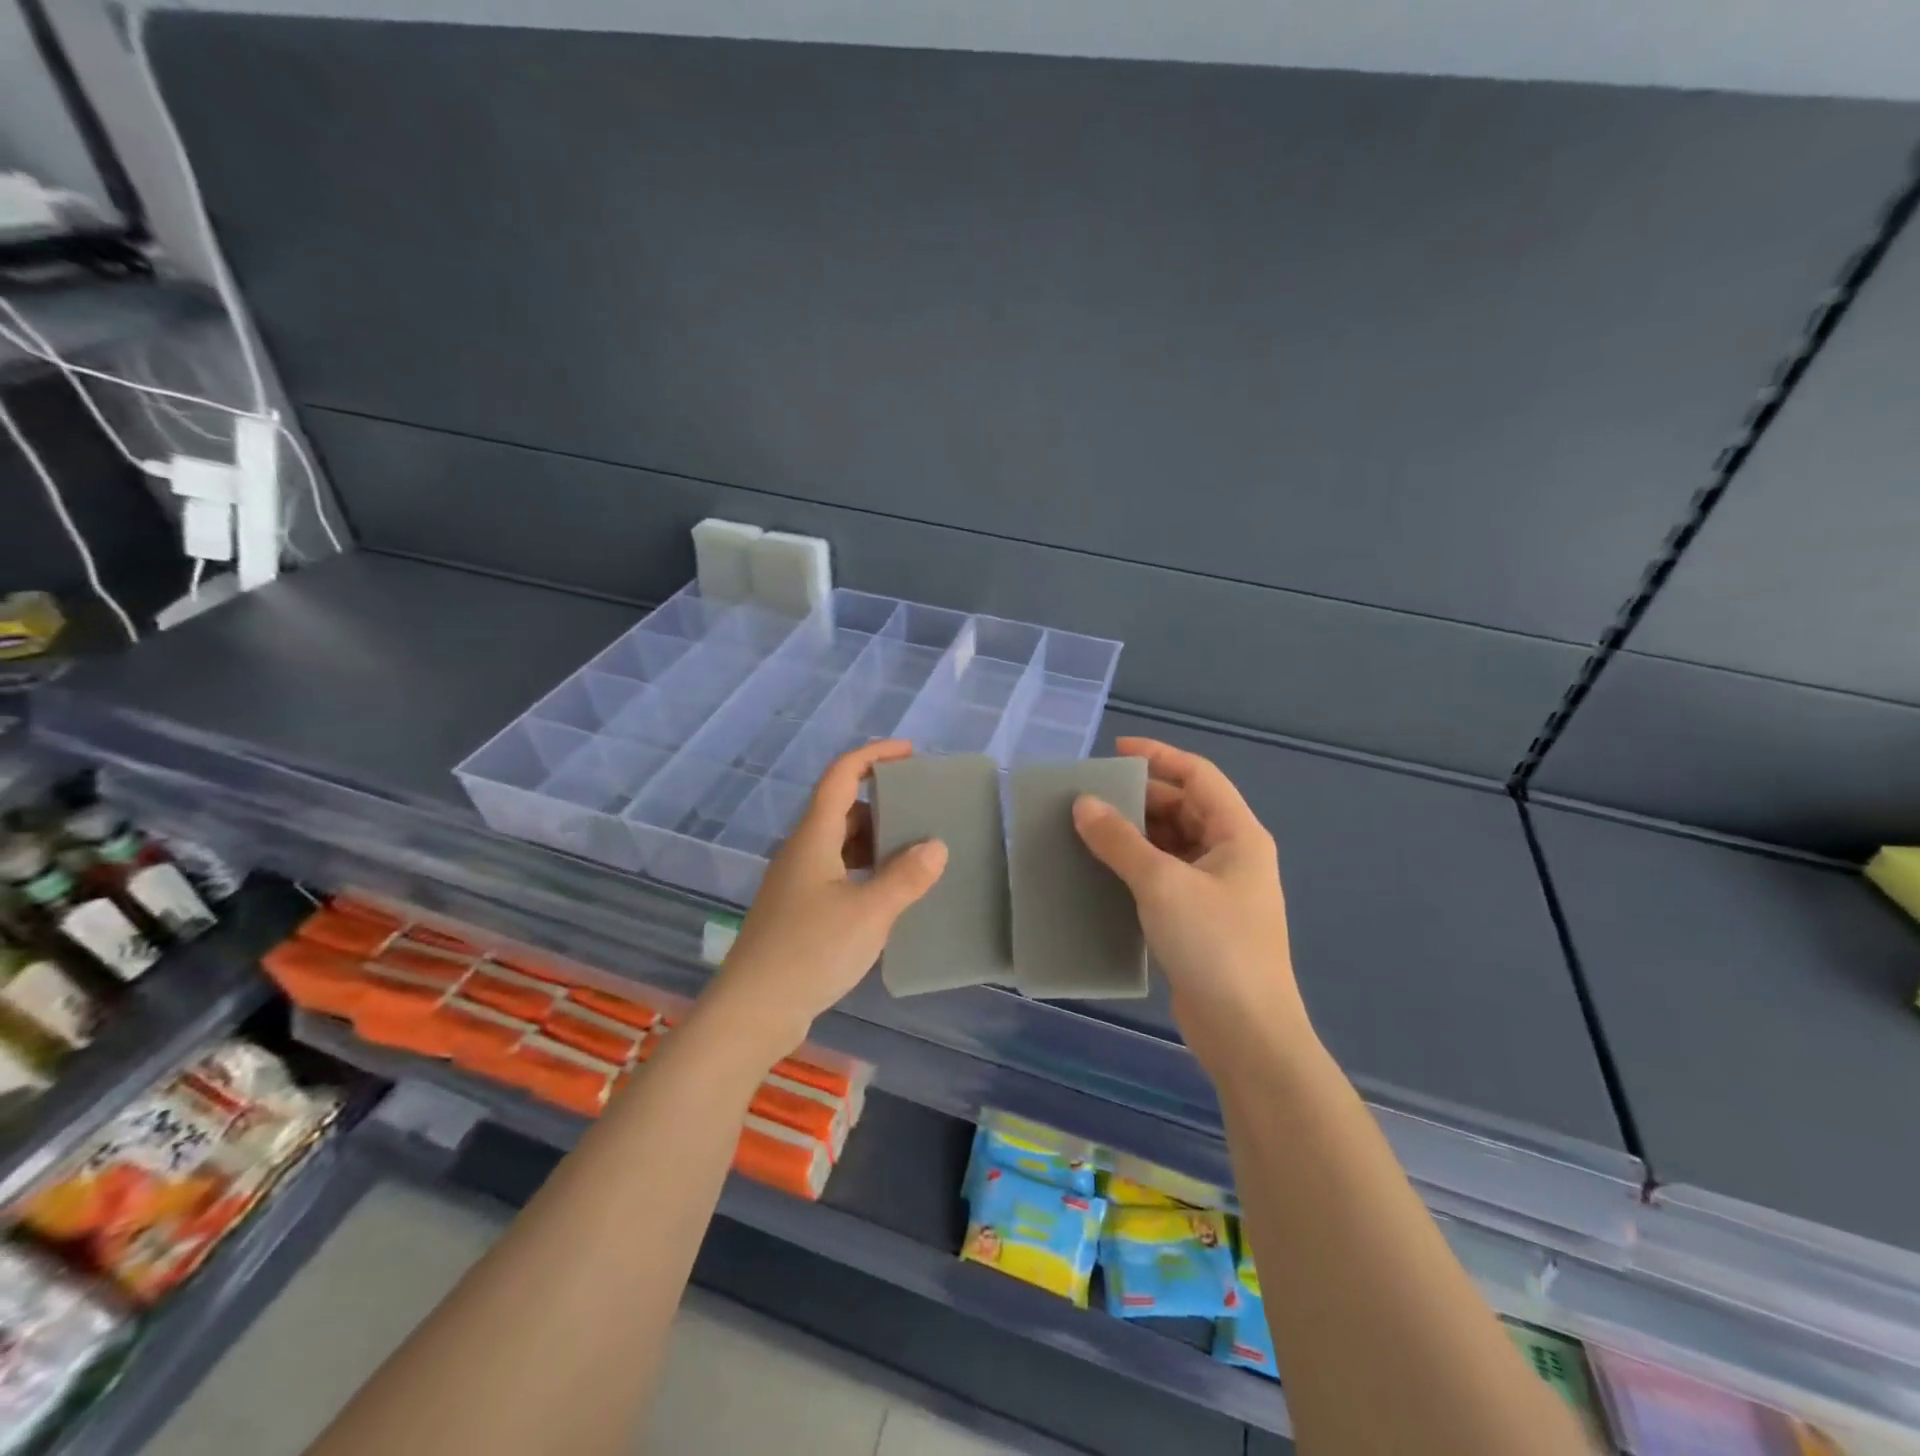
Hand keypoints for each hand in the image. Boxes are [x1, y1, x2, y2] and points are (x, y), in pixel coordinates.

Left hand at [699, 740, 947, 1061]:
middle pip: (842, 809)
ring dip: (875, 840)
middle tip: (922, 809)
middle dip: (881, 801)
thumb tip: (936, 846)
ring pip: (840, 844)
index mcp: (814, 837)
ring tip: (915, 850)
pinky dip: (865, 871)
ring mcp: (797, 883)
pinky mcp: (798, 911)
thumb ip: (906, 877)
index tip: (909, 752)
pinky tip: (889, 893)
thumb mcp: (869, 913)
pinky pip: (837, 874)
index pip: (841, 776)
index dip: (873, 755)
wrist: (754, 1010)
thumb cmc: (810, 951)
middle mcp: (802, 851)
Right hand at [1072, 736, 1311, 1074]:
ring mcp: (1217, 890)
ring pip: (1170, 844)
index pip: (1198, 775)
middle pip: (1183, 808)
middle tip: (1088, 798)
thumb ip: (1120, 840)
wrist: (1247, 1033)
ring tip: (1086, 831)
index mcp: (1238, 834)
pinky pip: (1164, 877)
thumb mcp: (1162, 884)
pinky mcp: (1199, 921)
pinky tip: (1102, 873)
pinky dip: (1135, 868)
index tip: (1114, 751)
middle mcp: (1231, 855)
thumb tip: (1083, 804)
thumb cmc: (1214, 945)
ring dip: (1133, 835)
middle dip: (1138, 799)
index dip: (1158, 756)